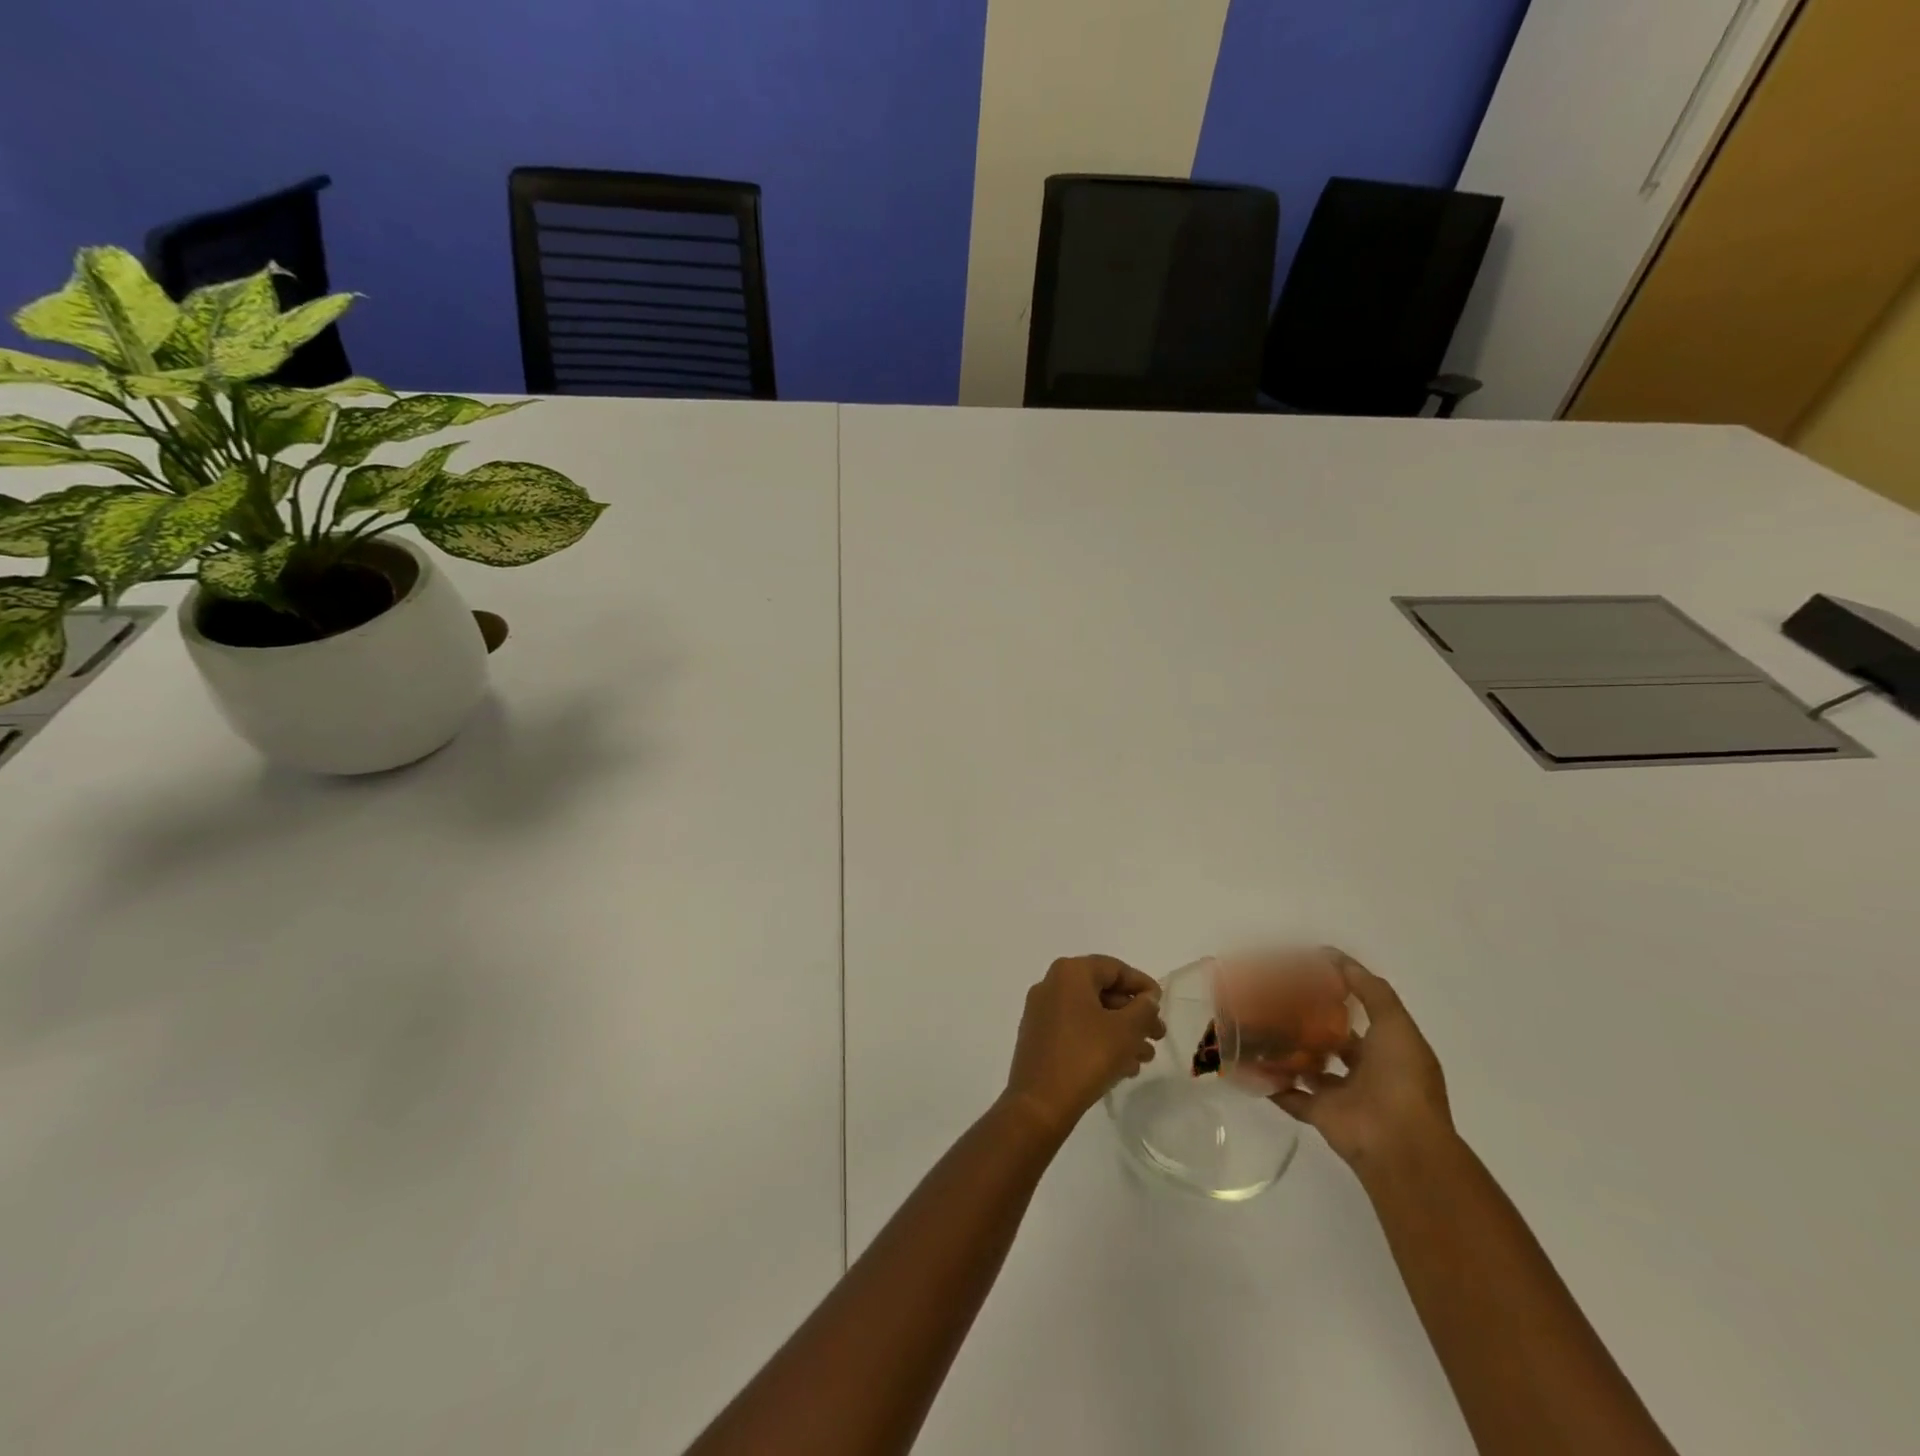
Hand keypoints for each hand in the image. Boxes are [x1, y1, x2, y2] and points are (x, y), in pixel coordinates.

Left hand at [1004, 955, 1164, 1136]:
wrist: (1039, 1103)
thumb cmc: (1086, 1056)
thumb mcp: (1125, 1030)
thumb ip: (1143, 1009)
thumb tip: (1147, 999)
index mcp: (1069, 973)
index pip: (1113, 968)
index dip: (1141, 984)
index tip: (1161, 1004)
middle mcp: (1051, 985)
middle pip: (1102, 991)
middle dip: (1133, 1014)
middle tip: (1158, 1035)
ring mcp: (1041, 1012)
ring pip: (1090, 1014)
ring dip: (1120, 1032)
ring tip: (1145, 1057)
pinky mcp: (1038, 1038)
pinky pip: (1076, 1030)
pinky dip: (1100, 1041)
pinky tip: (1123, 1068)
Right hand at [1271, 949, 1452, 1172]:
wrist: (1398, 1143)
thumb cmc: (1401, 1078)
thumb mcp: (1395, 1024)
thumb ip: (1369, 989)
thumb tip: (1334, 957)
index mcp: (1387, 1050)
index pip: (1358, 1016)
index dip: (1335, 995)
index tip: (1303, 975)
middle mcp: (1365, 1071)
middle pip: (1330, 1041)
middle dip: (1306, 1022)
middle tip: (1272, 998)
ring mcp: (1341, 1095)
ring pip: (1308, 1067)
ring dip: (1287, 1050)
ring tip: (1257, 1024)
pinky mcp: (1318, 1114)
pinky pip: (1289, 1095)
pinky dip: (1270, 1082)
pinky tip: (1247, 1060)